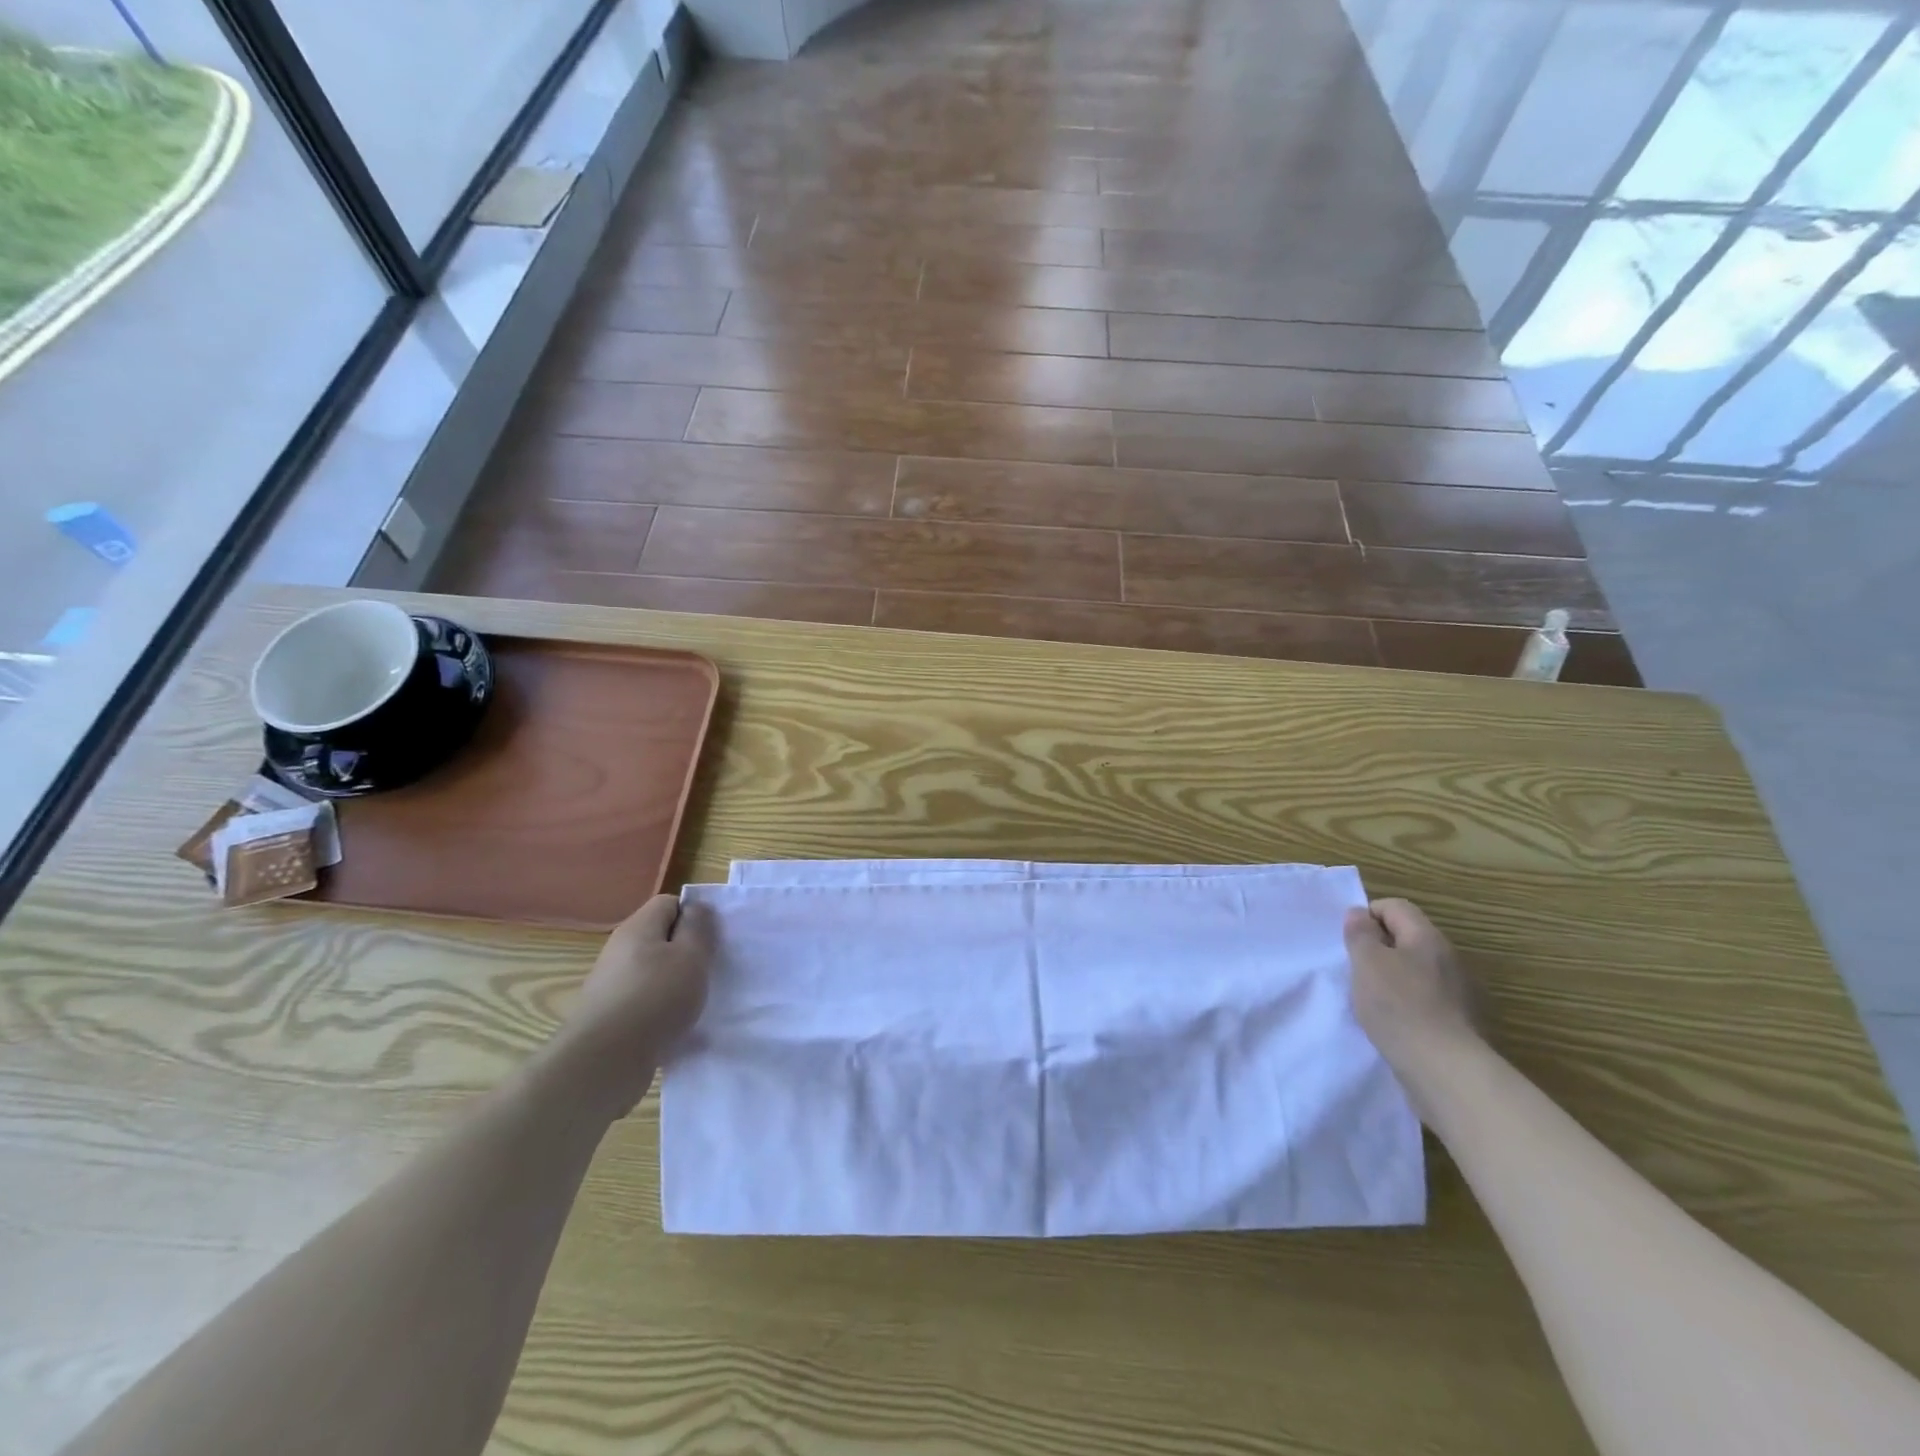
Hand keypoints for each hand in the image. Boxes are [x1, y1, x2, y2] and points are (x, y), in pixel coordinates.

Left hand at [544, 895, 712, 1114]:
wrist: (603, 1063)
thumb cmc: (655, 999)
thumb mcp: (691, 956)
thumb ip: (699, 928)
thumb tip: (697, 909)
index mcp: (638, 928)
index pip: (669, 903)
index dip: (694, 915)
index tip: (712, 940)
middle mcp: (619, 951)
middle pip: (660, 938)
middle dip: (687, 952)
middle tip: (708, 971)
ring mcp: (611, 985)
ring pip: (653, 972)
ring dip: (675, 984)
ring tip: (694, 1004)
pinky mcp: (609, 1017)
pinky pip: (644, 1002)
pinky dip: (661, 1011)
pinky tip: (675, 1030)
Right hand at [1344, 898, 1480, 1070]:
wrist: (1445, 1070)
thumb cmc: (1399, 1006)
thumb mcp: (1366, 962)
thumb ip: (1360, 933)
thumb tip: (1359, 913)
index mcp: (1427, 938)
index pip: (1396, 907)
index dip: (1367, 915)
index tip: (1350, 940)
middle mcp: (1448, 959)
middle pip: (1407, 938)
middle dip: (1378, 948)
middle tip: (1356, 969)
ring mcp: (1458, 992)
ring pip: (1416, 970)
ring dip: (1392, 978)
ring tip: (1371, 999)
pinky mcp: (1459, 1022)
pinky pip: (1426, 999)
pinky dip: (1407, 1003)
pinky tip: (1393, 1022)